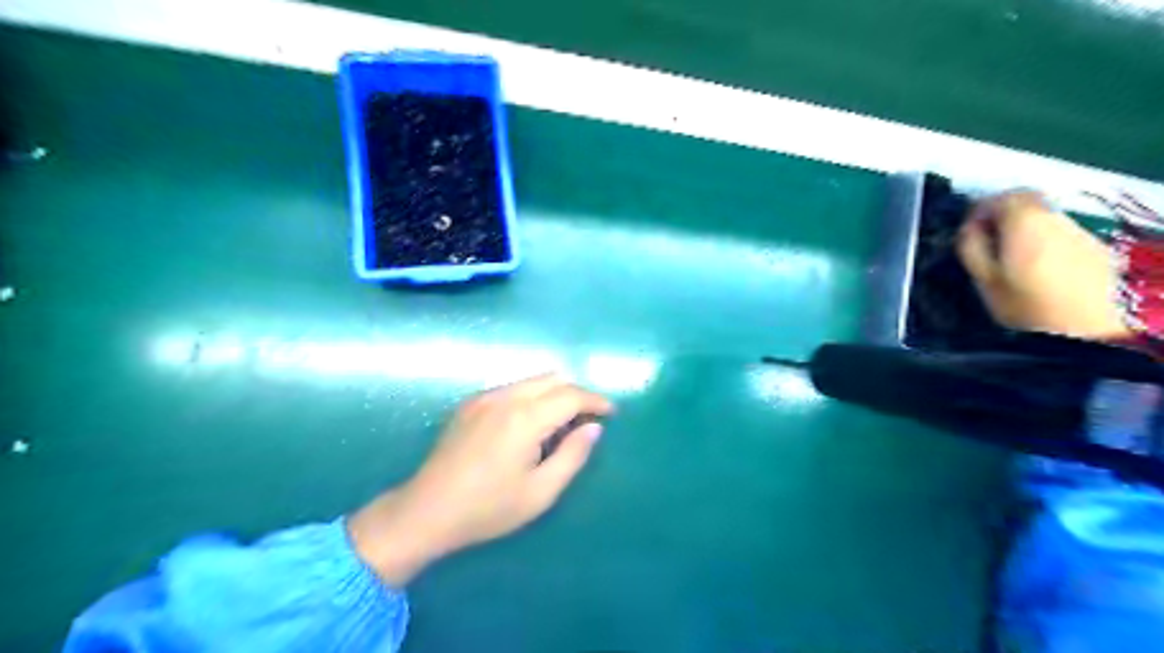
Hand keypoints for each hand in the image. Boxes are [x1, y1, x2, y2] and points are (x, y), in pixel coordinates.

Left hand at [347, 373, 612, 586]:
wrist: (426, 511)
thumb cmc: (488, 508)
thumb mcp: (540, 492)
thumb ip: (572, 456)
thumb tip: (593, 428)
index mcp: (524, 418)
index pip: (571, 395)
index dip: (595, 400)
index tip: (611, 412)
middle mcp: (505, 397)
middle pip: (552, 379)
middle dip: (576, 394)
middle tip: (588, 419)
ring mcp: (484, 397)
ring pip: (532, 380)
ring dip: (554, 393)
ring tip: (561, 424)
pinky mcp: (470, 404)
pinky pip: (512, 388)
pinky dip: (532, 397)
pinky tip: (530, 425)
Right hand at [954, 188, 1126, 337]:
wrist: (1084, 330)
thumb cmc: (1024, 305)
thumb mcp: (984, 279)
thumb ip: (971, 248)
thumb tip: (967, 227)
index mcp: (1024, 223)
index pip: (1001, 197)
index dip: (981, 207)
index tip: (968, 227)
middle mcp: (1054, 218)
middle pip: (1026, 201)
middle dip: (1003, 213)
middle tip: (987, 236)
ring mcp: (1077, 231)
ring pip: (1044, 215)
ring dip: (1024, 226)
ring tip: (1009, 253)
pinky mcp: (1093, 247)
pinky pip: (1059, 231)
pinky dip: (1043, 237)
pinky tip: (1036, 263)